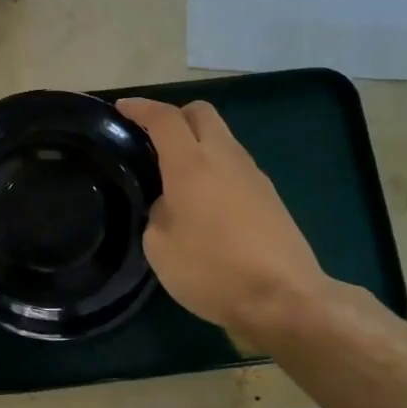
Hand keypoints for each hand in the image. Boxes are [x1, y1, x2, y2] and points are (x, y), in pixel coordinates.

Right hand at [118, 98, 341, 348]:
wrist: (284, 299)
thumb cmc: (212, 270)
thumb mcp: (160, 246)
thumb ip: (158, 212)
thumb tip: (170, 204)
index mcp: (191, 163)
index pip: (163, 118)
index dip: (140, 108)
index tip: (122, 108)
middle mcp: (224, 157)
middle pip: (201, 113)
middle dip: (175, 116)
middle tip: (154, 140)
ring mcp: (253, 174)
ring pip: (222, 138)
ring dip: (198, 143)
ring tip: (178, 175)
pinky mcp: (270, 196)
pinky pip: (235, 165)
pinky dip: (216, 168)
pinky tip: (206, 201)